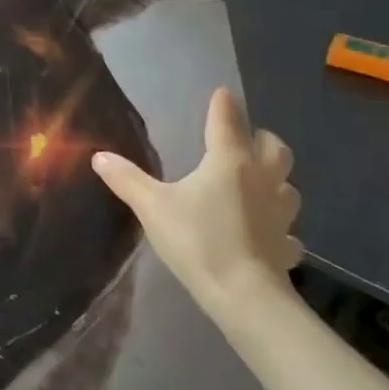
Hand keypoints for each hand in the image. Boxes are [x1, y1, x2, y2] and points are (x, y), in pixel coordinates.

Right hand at [91, 88, 303, 327]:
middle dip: (261, 138)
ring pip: (289, 186)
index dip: (223, 104)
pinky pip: (288, 230)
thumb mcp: (152, 207)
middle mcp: (262, 179)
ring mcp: (280, 214)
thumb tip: (99, 156)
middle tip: (244, 141)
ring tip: (256, 185)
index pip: (228, 120)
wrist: (244, 296)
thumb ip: (126, 179)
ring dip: (275, 180)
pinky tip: (265, 234)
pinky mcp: (286, 246)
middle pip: (275, 147)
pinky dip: (279, 227)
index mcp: (229, 161)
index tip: (222, 93)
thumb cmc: (198, 240)